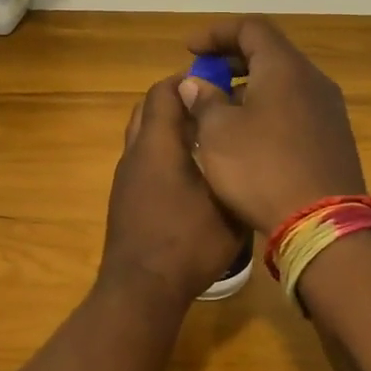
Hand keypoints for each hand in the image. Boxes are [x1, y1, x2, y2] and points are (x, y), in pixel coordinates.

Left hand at [99, 76, 245, 303]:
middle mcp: (135, 153)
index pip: (164, 92)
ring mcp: (126, 178)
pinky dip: (164, 154)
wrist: (141, 290)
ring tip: (208, 141)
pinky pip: (143, 161)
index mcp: (157, 145)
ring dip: (170, 129)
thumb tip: (245, 144)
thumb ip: (234, 168)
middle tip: (215, 110)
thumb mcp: (227, 204)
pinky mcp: (125, 199)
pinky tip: (192, 175)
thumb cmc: (187, 243)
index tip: (219, 83)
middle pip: (150, 109)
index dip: (189, 81)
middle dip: (180, 103)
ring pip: (145, 136)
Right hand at [179, 16, 366, 235]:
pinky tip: (247, 137)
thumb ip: (204, 100)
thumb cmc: (262, 169)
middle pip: (269, 53)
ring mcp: (328, 110)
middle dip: (231, 61)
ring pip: (283, 83)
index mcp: (284, 68)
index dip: (216, 32)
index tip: (189, 50)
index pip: (251, 28)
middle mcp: (312, 80)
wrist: (324, 224)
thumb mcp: (218, 133)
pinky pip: (294, 108)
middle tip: (202, 78)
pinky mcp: (334, 138)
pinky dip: (267, 109)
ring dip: (248, 88)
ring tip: (218, 110)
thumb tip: (195, 83)